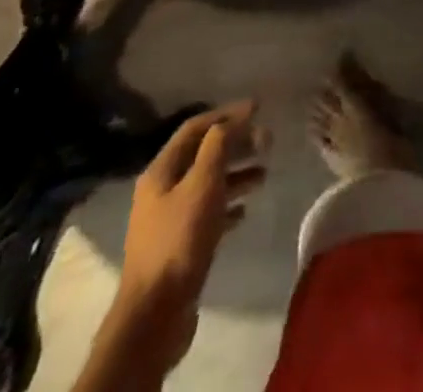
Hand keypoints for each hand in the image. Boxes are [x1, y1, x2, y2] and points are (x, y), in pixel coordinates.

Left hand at [111, 103, 267, 367]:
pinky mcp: (180, 246)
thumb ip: (219, 146)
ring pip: (208, 184)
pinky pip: (208, 214)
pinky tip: (246, 209)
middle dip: (236, 144)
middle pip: (203, 155)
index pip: (195, 128)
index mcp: (161, 171)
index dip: (227, 114)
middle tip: (268, 141)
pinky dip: (228, 205)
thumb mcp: (202, 184)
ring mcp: (169, 220)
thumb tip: (235, 117)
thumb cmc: (179, 240)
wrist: (154, 315)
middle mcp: (162, 190)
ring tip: (264, 174)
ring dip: (236, 174)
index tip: (258, 109)